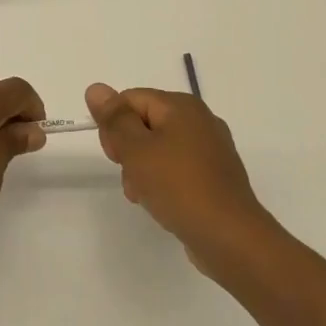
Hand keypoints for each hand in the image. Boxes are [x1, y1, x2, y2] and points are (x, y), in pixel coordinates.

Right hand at [85, 82, 278, 278]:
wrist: (230, 237)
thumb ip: (114, 118)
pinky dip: (163, 181)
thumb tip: (95, 88)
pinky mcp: (214, 176)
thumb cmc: (178, 186)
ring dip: (142, 169)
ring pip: (159, 148)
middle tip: (130, 176)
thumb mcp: (136, 150)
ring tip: (143, 195)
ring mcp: (210, 149)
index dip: (114, 125)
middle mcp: (199, 120)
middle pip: (144, 123)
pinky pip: (177, 168)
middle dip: (127, 149)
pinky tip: (160, 203)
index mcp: (182, 106)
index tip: (114, 156)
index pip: (130, 100)